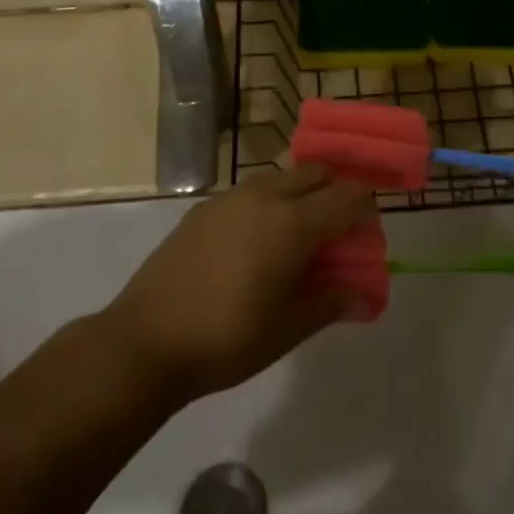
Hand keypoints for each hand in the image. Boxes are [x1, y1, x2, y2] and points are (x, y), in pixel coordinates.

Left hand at [100, 167, 376, 405]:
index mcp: (293, 222)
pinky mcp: (203, 208)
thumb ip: (332, 303)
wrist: (146, 339)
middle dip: (336, 193)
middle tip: (338, 233)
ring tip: (298, 237)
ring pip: (282, 177)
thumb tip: (366, 299)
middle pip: (316, 174)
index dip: (366, 211)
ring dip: (301, 195)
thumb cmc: (228, 338)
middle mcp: (265, 196)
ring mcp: (230, 197)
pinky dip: (269, 203)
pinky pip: (251, 191)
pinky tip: (256, 243)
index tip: (367, 237)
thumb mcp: (289, 328)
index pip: (347, 196)